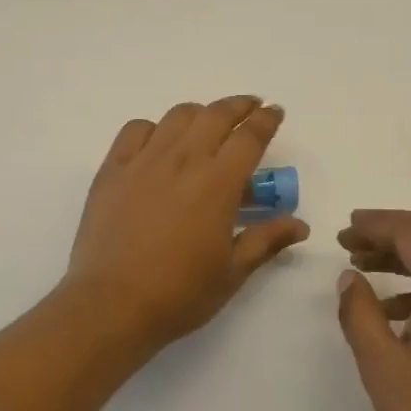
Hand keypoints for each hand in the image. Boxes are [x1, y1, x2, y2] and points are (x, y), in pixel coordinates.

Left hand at [64, 97, 308, 353]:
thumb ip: (266, 240)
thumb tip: (300, 225)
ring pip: (178, 115)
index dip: (266, 119)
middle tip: (250, 107)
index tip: (274, 111)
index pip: (250, 136)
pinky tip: (159, 143)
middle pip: (216, 114)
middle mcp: (184, 159)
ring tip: (207, 124)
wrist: (111, 305)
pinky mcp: (113, 168)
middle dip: (239, 105)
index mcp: (218, 182)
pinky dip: (154, 127)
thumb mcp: (232, 272)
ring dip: (200, 113)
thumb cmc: (179, 293)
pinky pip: (136, 129)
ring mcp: (145, 160)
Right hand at [336, 210, 410, 410]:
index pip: (409, 231)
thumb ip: (360, 315)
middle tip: (350, 240)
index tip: (343, 232)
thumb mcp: (384, 368)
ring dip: (403, 253)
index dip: (374, 225)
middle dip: (388, 231)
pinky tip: (392, 309)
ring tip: (363, 266)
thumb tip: (350, 278)